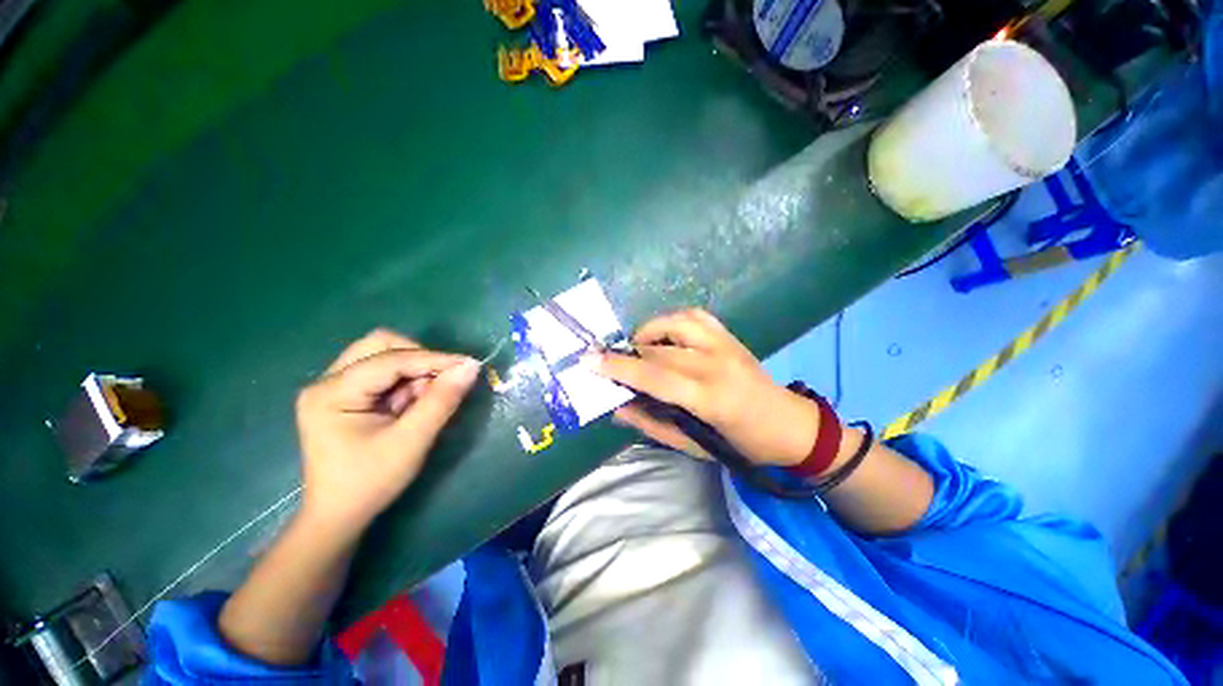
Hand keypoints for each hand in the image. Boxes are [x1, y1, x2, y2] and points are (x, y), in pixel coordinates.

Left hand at [295, 329, 479, 534]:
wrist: (339, 516)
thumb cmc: (370, 482)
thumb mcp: (412, 441)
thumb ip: (442, 400)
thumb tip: (471, 367)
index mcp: (332, 393)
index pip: (391, 359)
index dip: (434, 359)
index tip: (470, 365)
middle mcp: (327, 381)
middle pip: (380, 345)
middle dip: (419, 358)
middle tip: (441, 380)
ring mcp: (333, 387)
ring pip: (383, 355)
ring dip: (413, 370)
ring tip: (427, 397)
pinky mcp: (344, 395)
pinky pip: (382, 372)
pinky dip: (406, 381)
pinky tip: (413, 403)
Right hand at [589, 309, 819, 466]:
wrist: (787, 425)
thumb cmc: (739, 444)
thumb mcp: (691, 444)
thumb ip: (650, 423)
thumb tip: (616, 406)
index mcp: (709, 397)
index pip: (653, 375)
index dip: (618, 367)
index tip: (588, 361)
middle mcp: (716, 363)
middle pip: (658, 349)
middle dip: (627, 354)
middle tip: (610, 363)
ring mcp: (725, 344)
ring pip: (675, 323)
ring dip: (649, 333)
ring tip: (641, 349)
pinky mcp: (730, 335)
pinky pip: (694, 316)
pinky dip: (671, 321)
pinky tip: (665, 336)